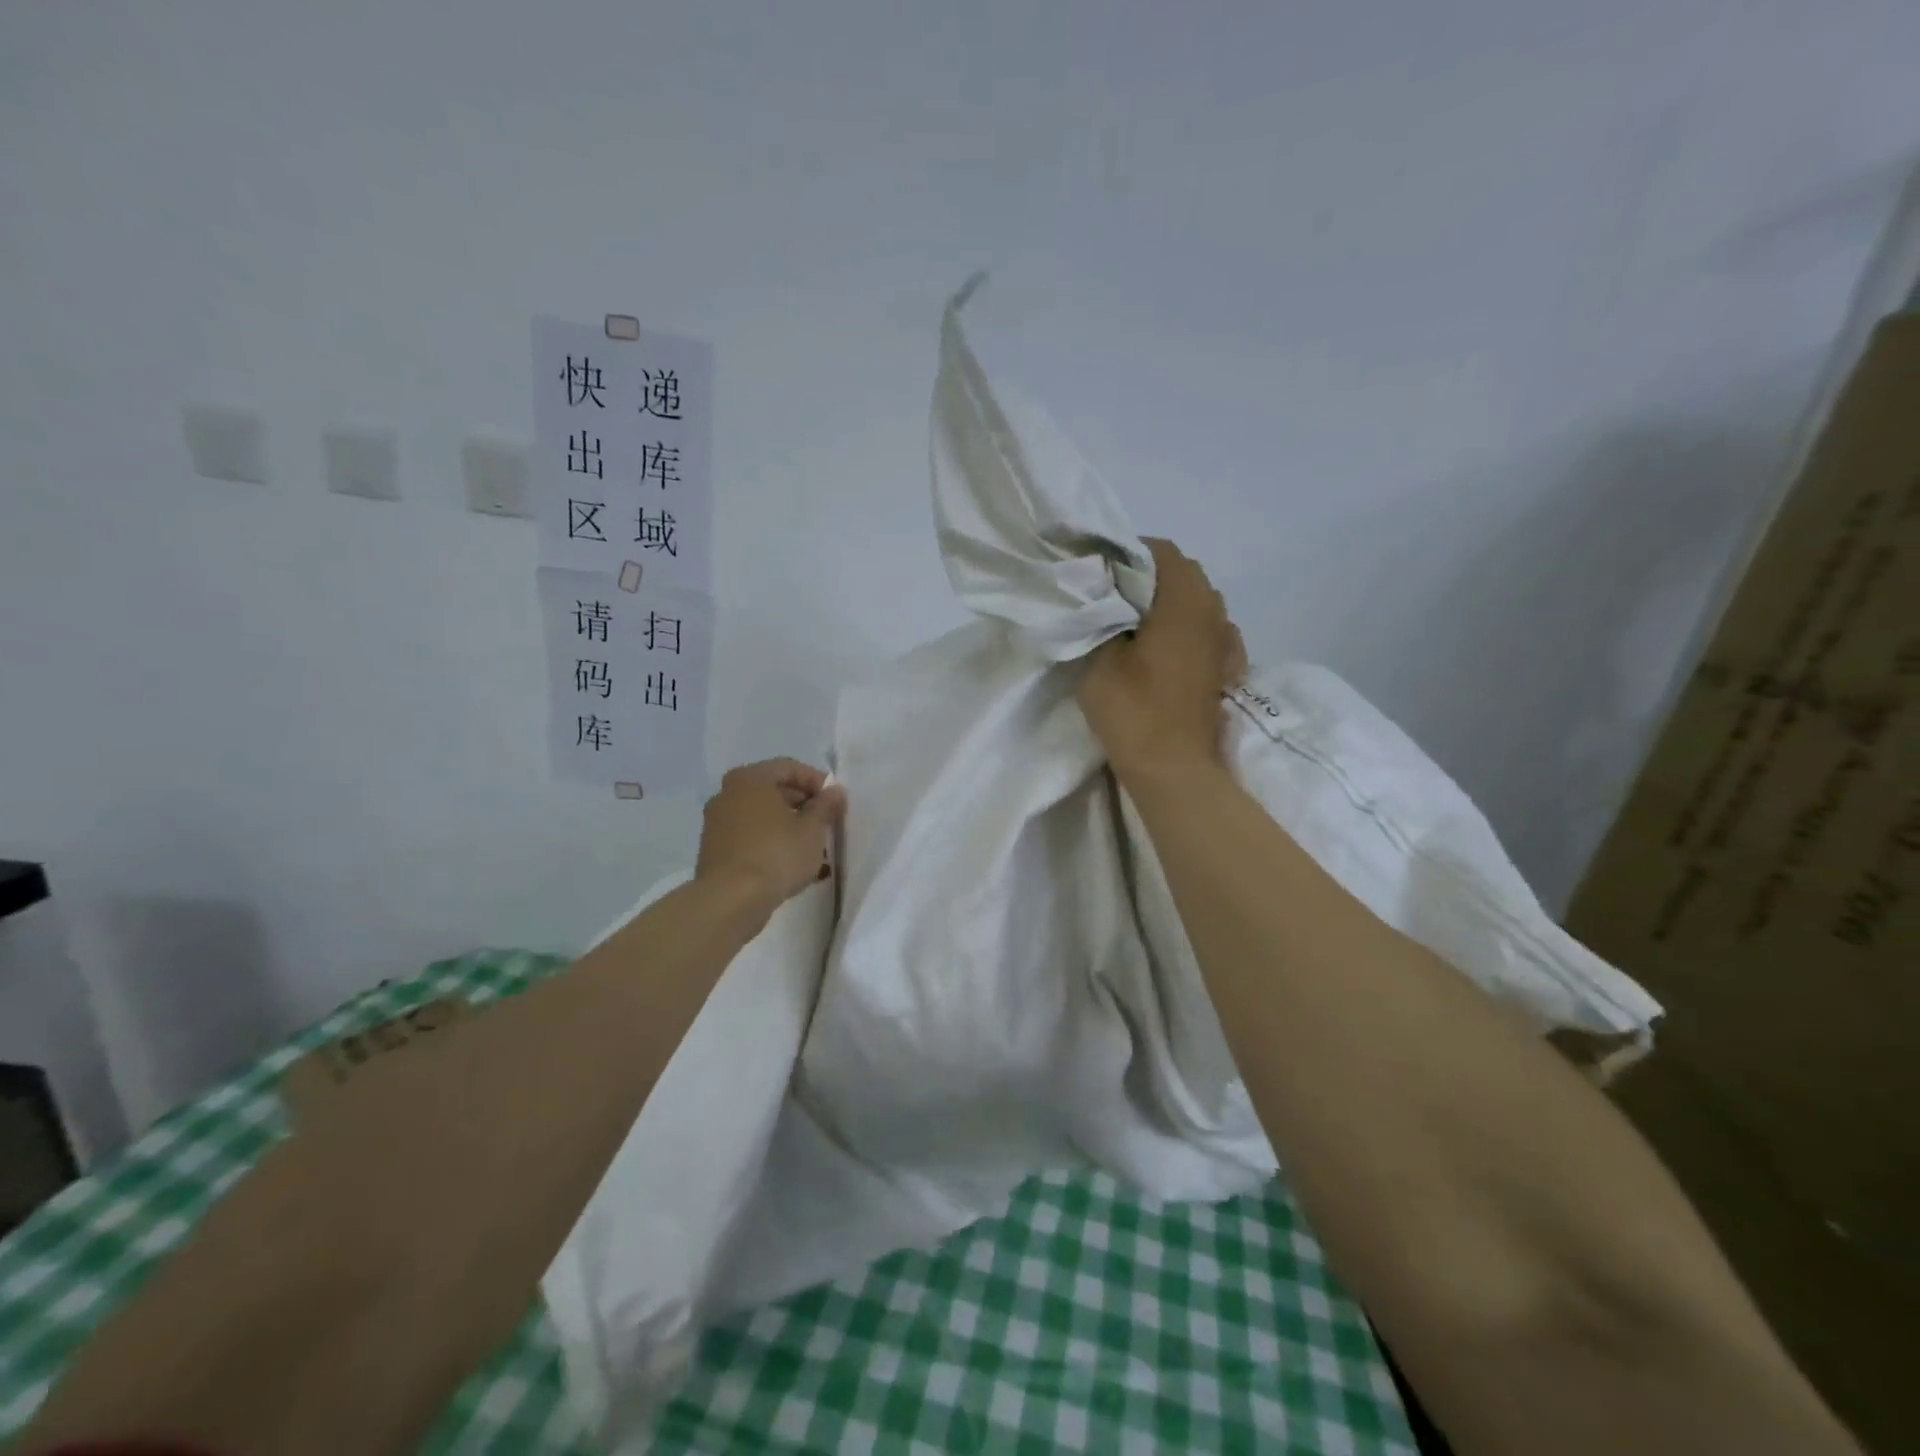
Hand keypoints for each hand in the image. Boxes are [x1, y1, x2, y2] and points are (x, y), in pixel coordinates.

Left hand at [695, 758, 847, 909]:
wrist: (730, 901)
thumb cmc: (776, 855)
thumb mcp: (812, 830)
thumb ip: (825, 806)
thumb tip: (835, 791)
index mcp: (750, 779)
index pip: (789, 767)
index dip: (816, 781)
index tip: (834, 801)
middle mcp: (727, 793)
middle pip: (772, 789)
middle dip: (801, 804)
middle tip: (824, 822)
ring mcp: (716, 822)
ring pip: (760, 814)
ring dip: (786, 824)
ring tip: (810, 845)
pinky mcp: (713, 848)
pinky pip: (748, 835)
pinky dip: (768, 840)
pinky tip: (788, 861)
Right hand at [1078, 539, 1245, 779]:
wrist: (1174, 769)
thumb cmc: (1134, 710)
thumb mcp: (1099, 658)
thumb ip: (1101, 617)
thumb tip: (1104, 596)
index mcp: (1184, 599)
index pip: (1160, 550)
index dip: (1127, 554)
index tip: (1099, 573)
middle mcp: (1214, 610)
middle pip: (1182, 574)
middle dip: (1148, 579)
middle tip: (1112, 600)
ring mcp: (1226, 641)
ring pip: (1198, 603)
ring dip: (1169, 605)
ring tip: (1136, 626)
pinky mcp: (1227, 668)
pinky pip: (1208, 632)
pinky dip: (1187, 630)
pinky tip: (1167, 650)